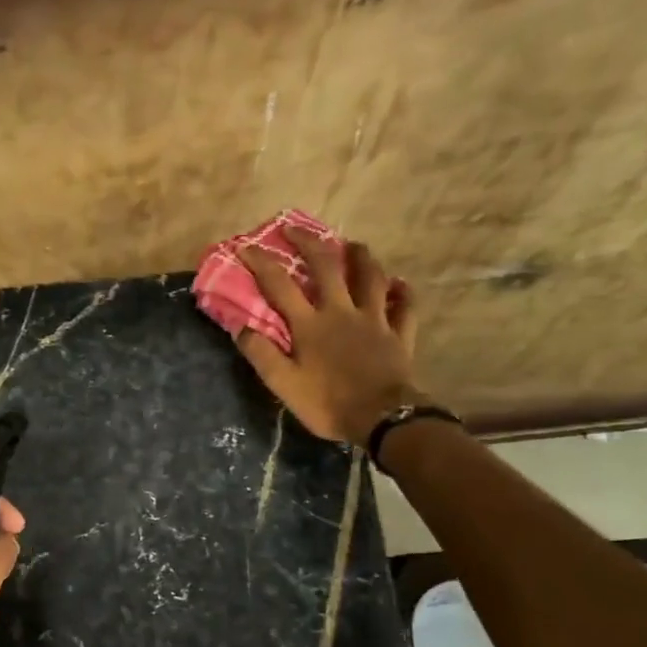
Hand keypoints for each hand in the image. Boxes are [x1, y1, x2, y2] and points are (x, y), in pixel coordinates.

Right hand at [237, 227, 423, 444]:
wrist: (382, 418)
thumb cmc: (328, 403)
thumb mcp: (284, 385)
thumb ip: (262, 354)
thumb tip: (241, 327)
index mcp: (310, 324)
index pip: (280, 285)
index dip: (261, 263)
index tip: (245, 246)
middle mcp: (341, 311)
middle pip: (326, 267)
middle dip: (308, 243)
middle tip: (295, 229)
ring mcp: (374, 319)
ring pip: (370, 276)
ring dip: (360, 256)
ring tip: (353, 244)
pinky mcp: (398, 333)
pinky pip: (404, 306)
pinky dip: (402, 292)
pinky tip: (399, 284)